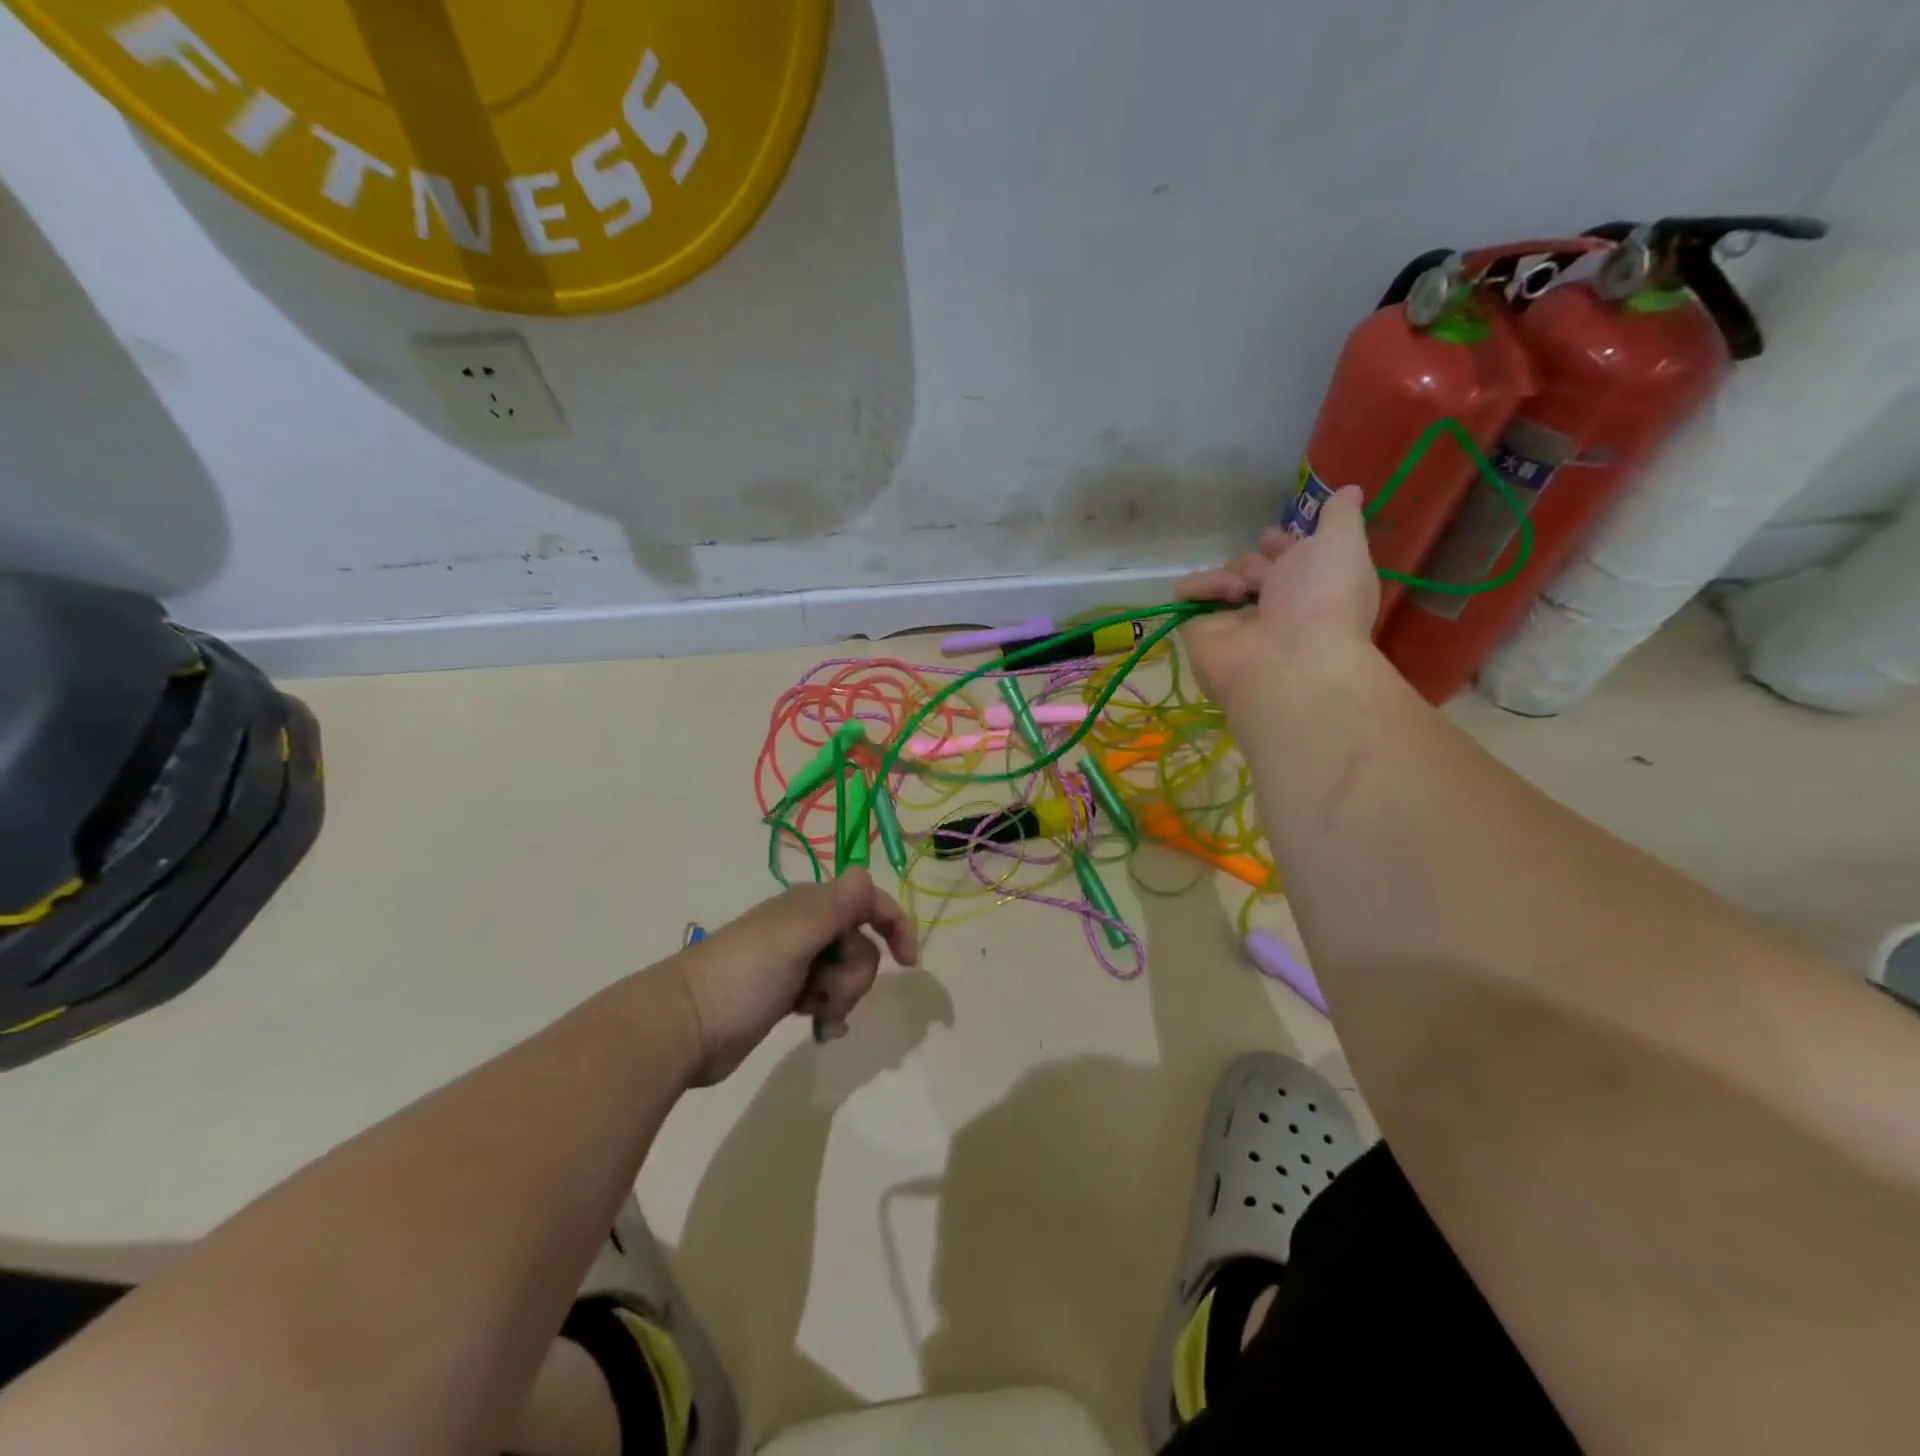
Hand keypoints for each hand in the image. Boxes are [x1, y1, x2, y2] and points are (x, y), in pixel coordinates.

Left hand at [670, 870, 917, 1083]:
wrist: (684, 1027)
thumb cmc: (742, 977)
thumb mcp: (793, 938)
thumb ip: (835, 907)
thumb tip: (866, 872)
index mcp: (809, 905)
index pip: (868, 902)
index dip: (894, 925)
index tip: (908, 963)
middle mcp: (806, 927)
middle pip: (860, 945)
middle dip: (854, 976)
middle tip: (825, 994)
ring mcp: (795, 961)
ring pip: (845, 973)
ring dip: (841, 997)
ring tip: (814, 1014)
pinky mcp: (785, 993)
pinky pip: (826, 996)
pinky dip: (828, 1011)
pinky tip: (816, 1029)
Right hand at [1176, 485, 1379, 708]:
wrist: (1287, 661)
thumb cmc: (1322, 599)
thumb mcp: (1343, 544)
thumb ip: (1341, 516)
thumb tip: (1350, 490)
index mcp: (1310, 591)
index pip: (1288, 562)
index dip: (1282, 545)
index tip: (1272, 535)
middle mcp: (1272, 610)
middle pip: (1251, 570)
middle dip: (1254, 562)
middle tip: (1259, 572)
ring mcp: (1233, 624)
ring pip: (1221, 578)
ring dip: (1232, 572)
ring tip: (1244, 589)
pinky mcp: (1198, 633)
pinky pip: (1188, 596)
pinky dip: (1199, 587)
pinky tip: (1222, 596)